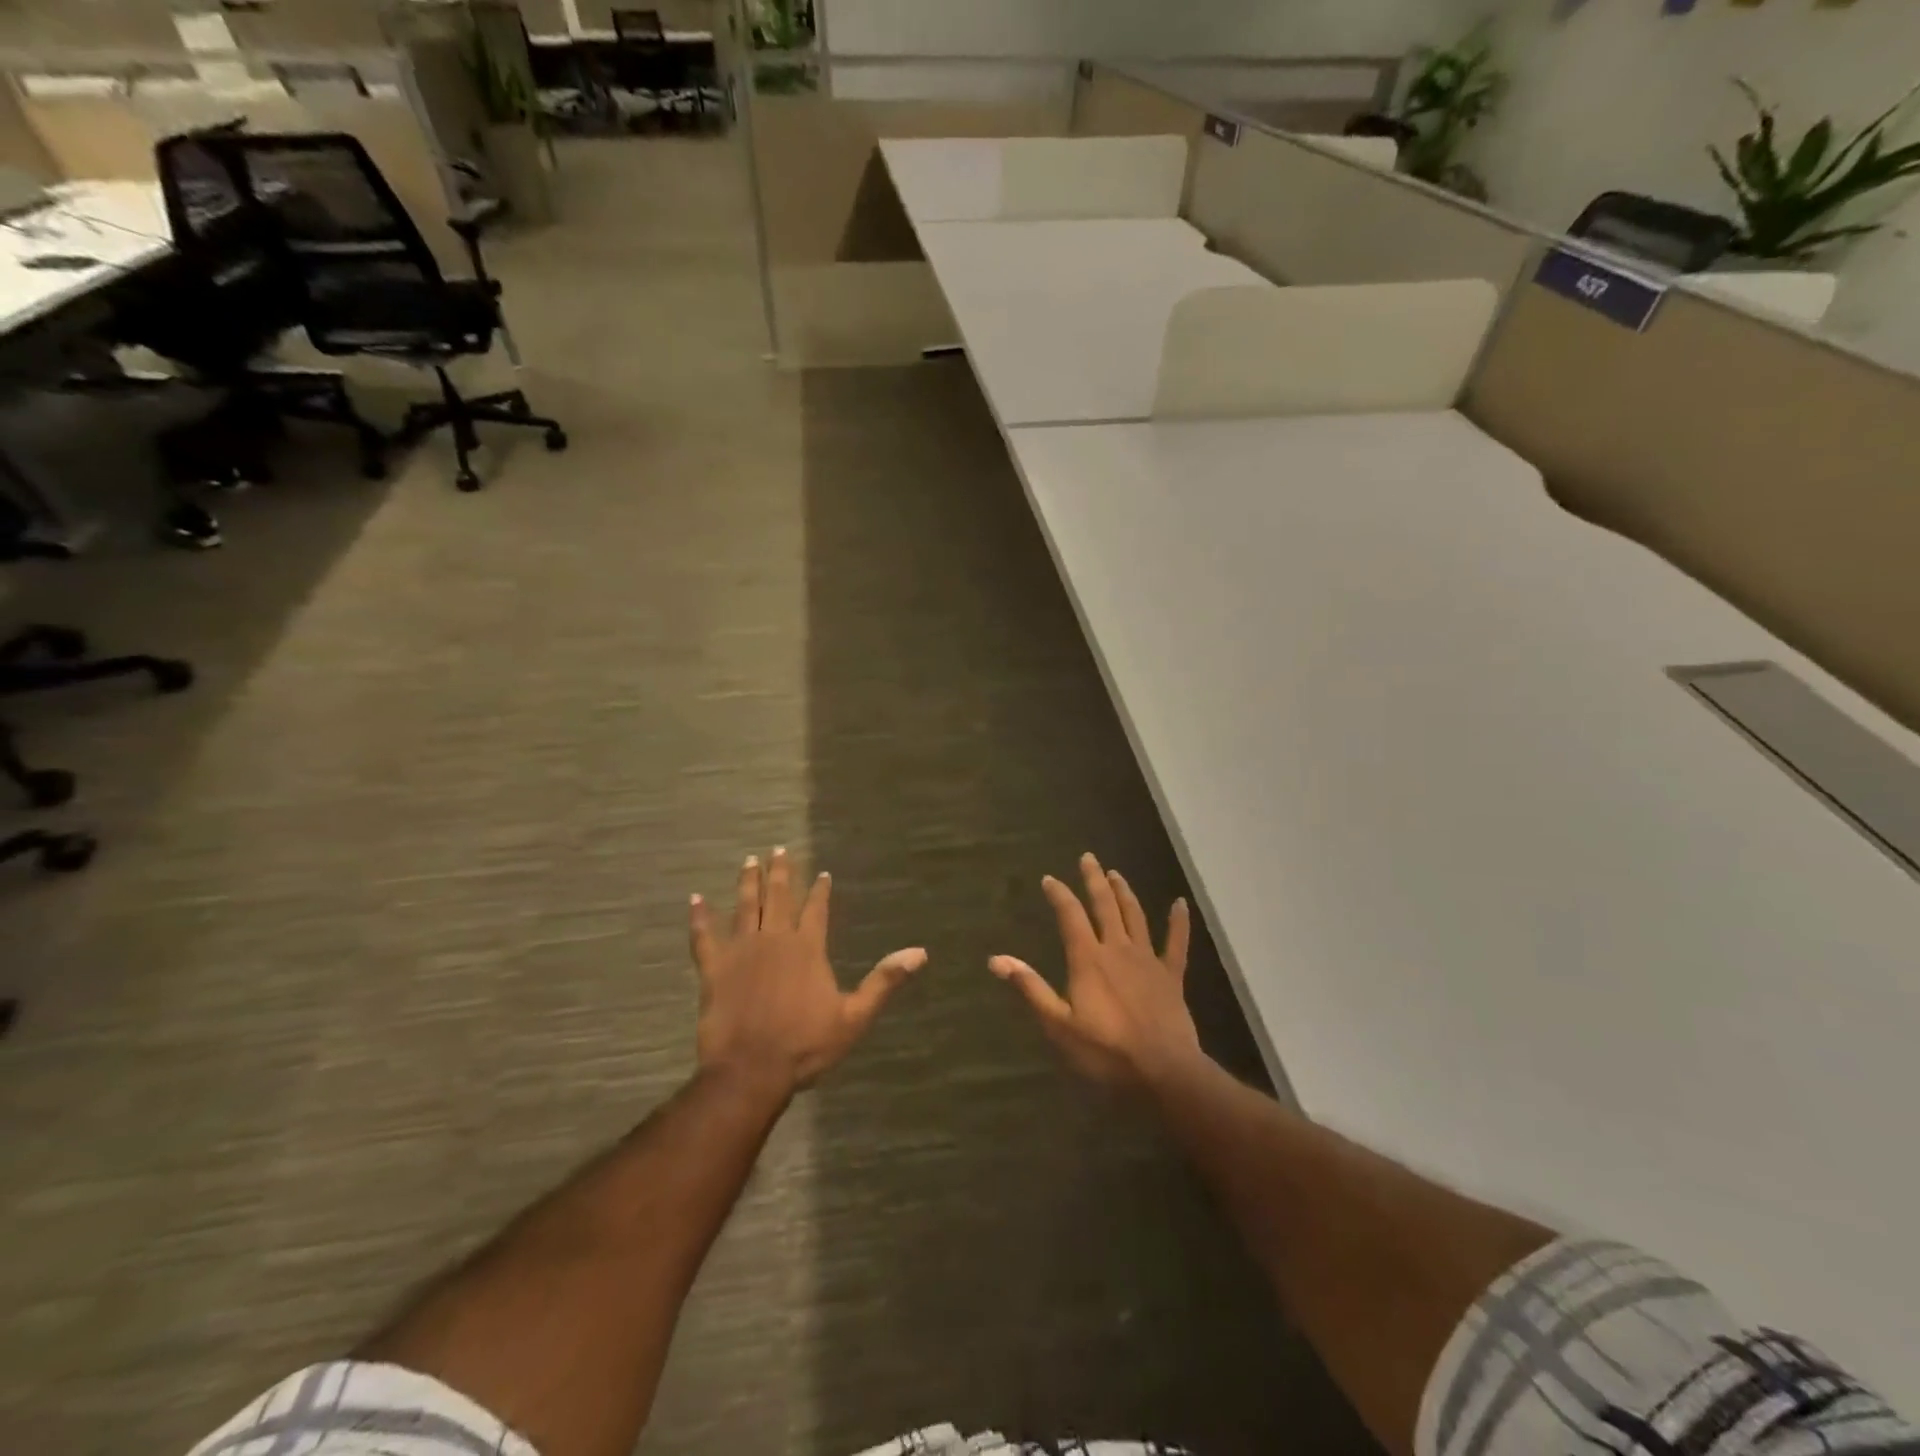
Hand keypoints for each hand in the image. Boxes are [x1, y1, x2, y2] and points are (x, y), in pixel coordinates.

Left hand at [691, 848, 926, 1094]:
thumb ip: (884, 981)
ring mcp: (741, 951)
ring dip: (747, 882)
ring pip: (745, 907)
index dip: (820, 890)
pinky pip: (704, 936)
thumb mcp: (854, 1016)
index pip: (816, 909)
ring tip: (749, 860)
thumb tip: (919, 952)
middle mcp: (775, 939)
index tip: (821, 873)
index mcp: (808, 948)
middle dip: (780, 872)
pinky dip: (699, 917)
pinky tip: (695, 899)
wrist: (750, 1071)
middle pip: (778, 897)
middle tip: (778, 849)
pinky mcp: (714, 968)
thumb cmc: (805, 1045)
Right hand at [990, 852, 1203, 1087]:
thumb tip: (997, 960)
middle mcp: (1117, 949)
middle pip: (1105, 906)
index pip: (1070, 915)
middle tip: (1088, 858)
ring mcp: (1148, 960)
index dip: (1059, 894)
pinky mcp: (1171, 976)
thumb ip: (1031, 988)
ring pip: (1135, 916)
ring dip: (1124, 893)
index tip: (1049, 879)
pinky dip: (1178, 922)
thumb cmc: (1105, 1051)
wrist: (1163, 1071)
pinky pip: (1176, 943)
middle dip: (1094, 880)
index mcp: (1088, 959)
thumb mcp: (1058, 1024)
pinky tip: (1180, 904)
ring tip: (1116, 874)